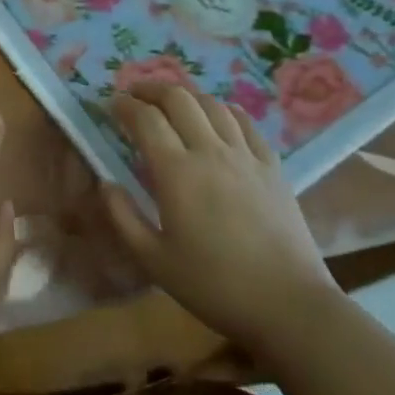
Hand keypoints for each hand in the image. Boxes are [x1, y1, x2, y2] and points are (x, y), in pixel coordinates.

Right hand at [102, 83, 337, 347]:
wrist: (289, 305)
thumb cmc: (214, 285)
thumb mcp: (153, 261)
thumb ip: (122, 217)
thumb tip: (105, 182)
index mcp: (177, 172)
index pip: (146, 119)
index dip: (125, 105)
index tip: (111, 103)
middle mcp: (210, 151)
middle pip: (179, 99)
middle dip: (152, 89)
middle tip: (135, 95)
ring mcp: (246, 155)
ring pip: (212, 104)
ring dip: (186, 95)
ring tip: (171, 102)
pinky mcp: (272, 166)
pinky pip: (245, 122)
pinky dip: (223, 109)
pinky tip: (218, 115)